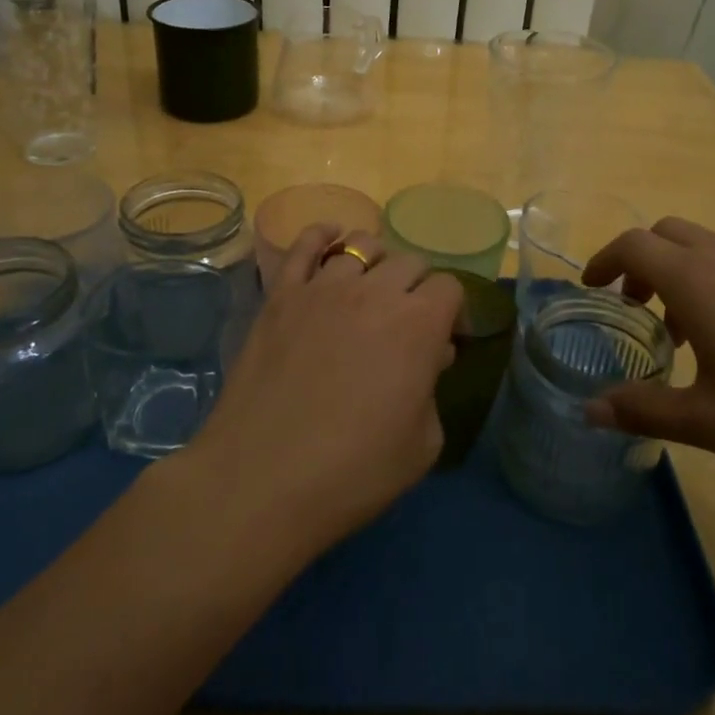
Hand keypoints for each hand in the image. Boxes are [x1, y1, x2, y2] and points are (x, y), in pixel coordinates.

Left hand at [185, 226, 462, 551]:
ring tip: (370, 287)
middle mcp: (375, 292)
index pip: (450, 288)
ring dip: (376, 262)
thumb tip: (430, 357)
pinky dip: (322, 234)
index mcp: (419, 325)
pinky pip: (304, 245)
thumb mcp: (422, 444)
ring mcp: (323, 288)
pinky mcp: (281, 295)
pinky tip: (330, 238)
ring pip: (361, 244)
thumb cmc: (353, 471)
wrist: (262, 479)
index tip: (446, 341)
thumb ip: (433, 391)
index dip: (453, 313)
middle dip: (418, 287)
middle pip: (410, 262)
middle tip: (408, 321)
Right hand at [581, 218, 714, 464]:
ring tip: (691, 332)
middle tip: (637, 309)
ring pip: (706, 245)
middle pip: (666, 233)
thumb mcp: (714, 422)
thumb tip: (589, 411)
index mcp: (697, 281)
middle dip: (640, 262)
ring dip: (681, 273)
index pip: (633, 245)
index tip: (593, 290)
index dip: (604, 261)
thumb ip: (645, 412)